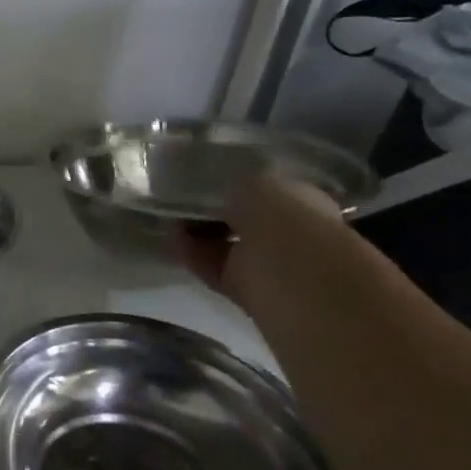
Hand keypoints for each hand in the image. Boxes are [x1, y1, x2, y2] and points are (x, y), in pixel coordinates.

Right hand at [176, 176, 345, 304]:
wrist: (289, 268)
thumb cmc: (281, 214)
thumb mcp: (254, 182)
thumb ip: (232, 189)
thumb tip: (216, 197)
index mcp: (301, 203)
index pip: (264, 193)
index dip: (235, 188)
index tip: (206, 184)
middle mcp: (285, 234)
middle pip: (240, 221)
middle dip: (212, 212)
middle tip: (183, 201)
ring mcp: (263, 264)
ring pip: (222, 245)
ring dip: (196, 232)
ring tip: (170, 216)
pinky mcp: (240, 287)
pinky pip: (210, 266)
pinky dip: (189, 252)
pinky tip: (170, 236)